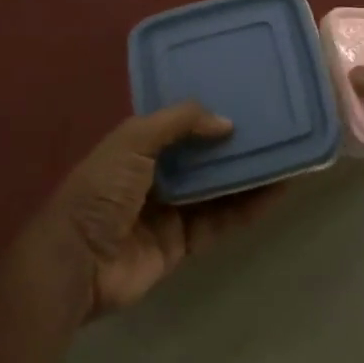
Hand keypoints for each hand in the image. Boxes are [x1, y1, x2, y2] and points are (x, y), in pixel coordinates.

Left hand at [9, 103, 283, 320]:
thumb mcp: (132, 141)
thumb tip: (226, 122)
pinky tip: (275, 191)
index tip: (242, 97)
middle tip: (273, 126)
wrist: (77, 265)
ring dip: (247, 174)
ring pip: (217, 189)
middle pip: (202, 157)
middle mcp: (155, 176)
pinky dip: (247, 207)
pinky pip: (221, 221)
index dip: (207, 113)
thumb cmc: (100, 193)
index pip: (178, 125)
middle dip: (233, 144)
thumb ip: (179, 123)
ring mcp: (170, 212)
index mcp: (137, 148)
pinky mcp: (183, 244)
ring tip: (285, 155)